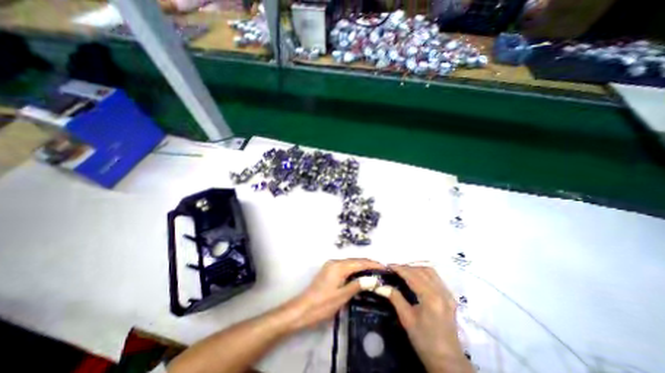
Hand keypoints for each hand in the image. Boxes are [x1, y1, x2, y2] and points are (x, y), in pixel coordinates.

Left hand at [283, 259, 381, 329]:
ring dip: (362, 267)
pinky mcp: (329, 271)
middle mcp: (335, 262)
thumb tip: (373, 279)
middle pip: (355, 260)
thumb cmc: (322, 304)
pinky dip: (355, 270)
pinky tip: (361, 275)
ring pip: (351, 263)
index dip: (373, 264)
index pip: (360, 262)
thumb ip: (357, 285)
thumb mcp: (342, 296)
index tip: (385, 267)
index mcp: (338, 266)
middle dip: (369, 264)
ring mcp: (331, 266)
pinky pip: (346, 267)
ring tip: (375, 272)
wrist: (302, 309)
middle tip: (382, 270)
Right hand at [380, 263, 472, 372]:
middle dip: (407, 267)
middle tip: (394, 268)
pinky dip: (425, 273)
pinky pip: (436, 278)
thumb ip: (395, 298)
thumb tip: (381, 286)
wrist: (448, 362)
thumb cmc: (425, 341)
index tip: (388, 265)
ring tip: (404, 270)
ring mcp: (448, 294)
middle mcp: (441, 292)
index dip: (400, 268)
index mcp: (431, 297)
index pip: (413, 275)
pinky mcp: (450, 298)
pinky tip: (417, 276)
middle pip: (422, 271)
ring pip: (431, 272)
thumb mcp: (407, 319)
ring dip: (417, 268)